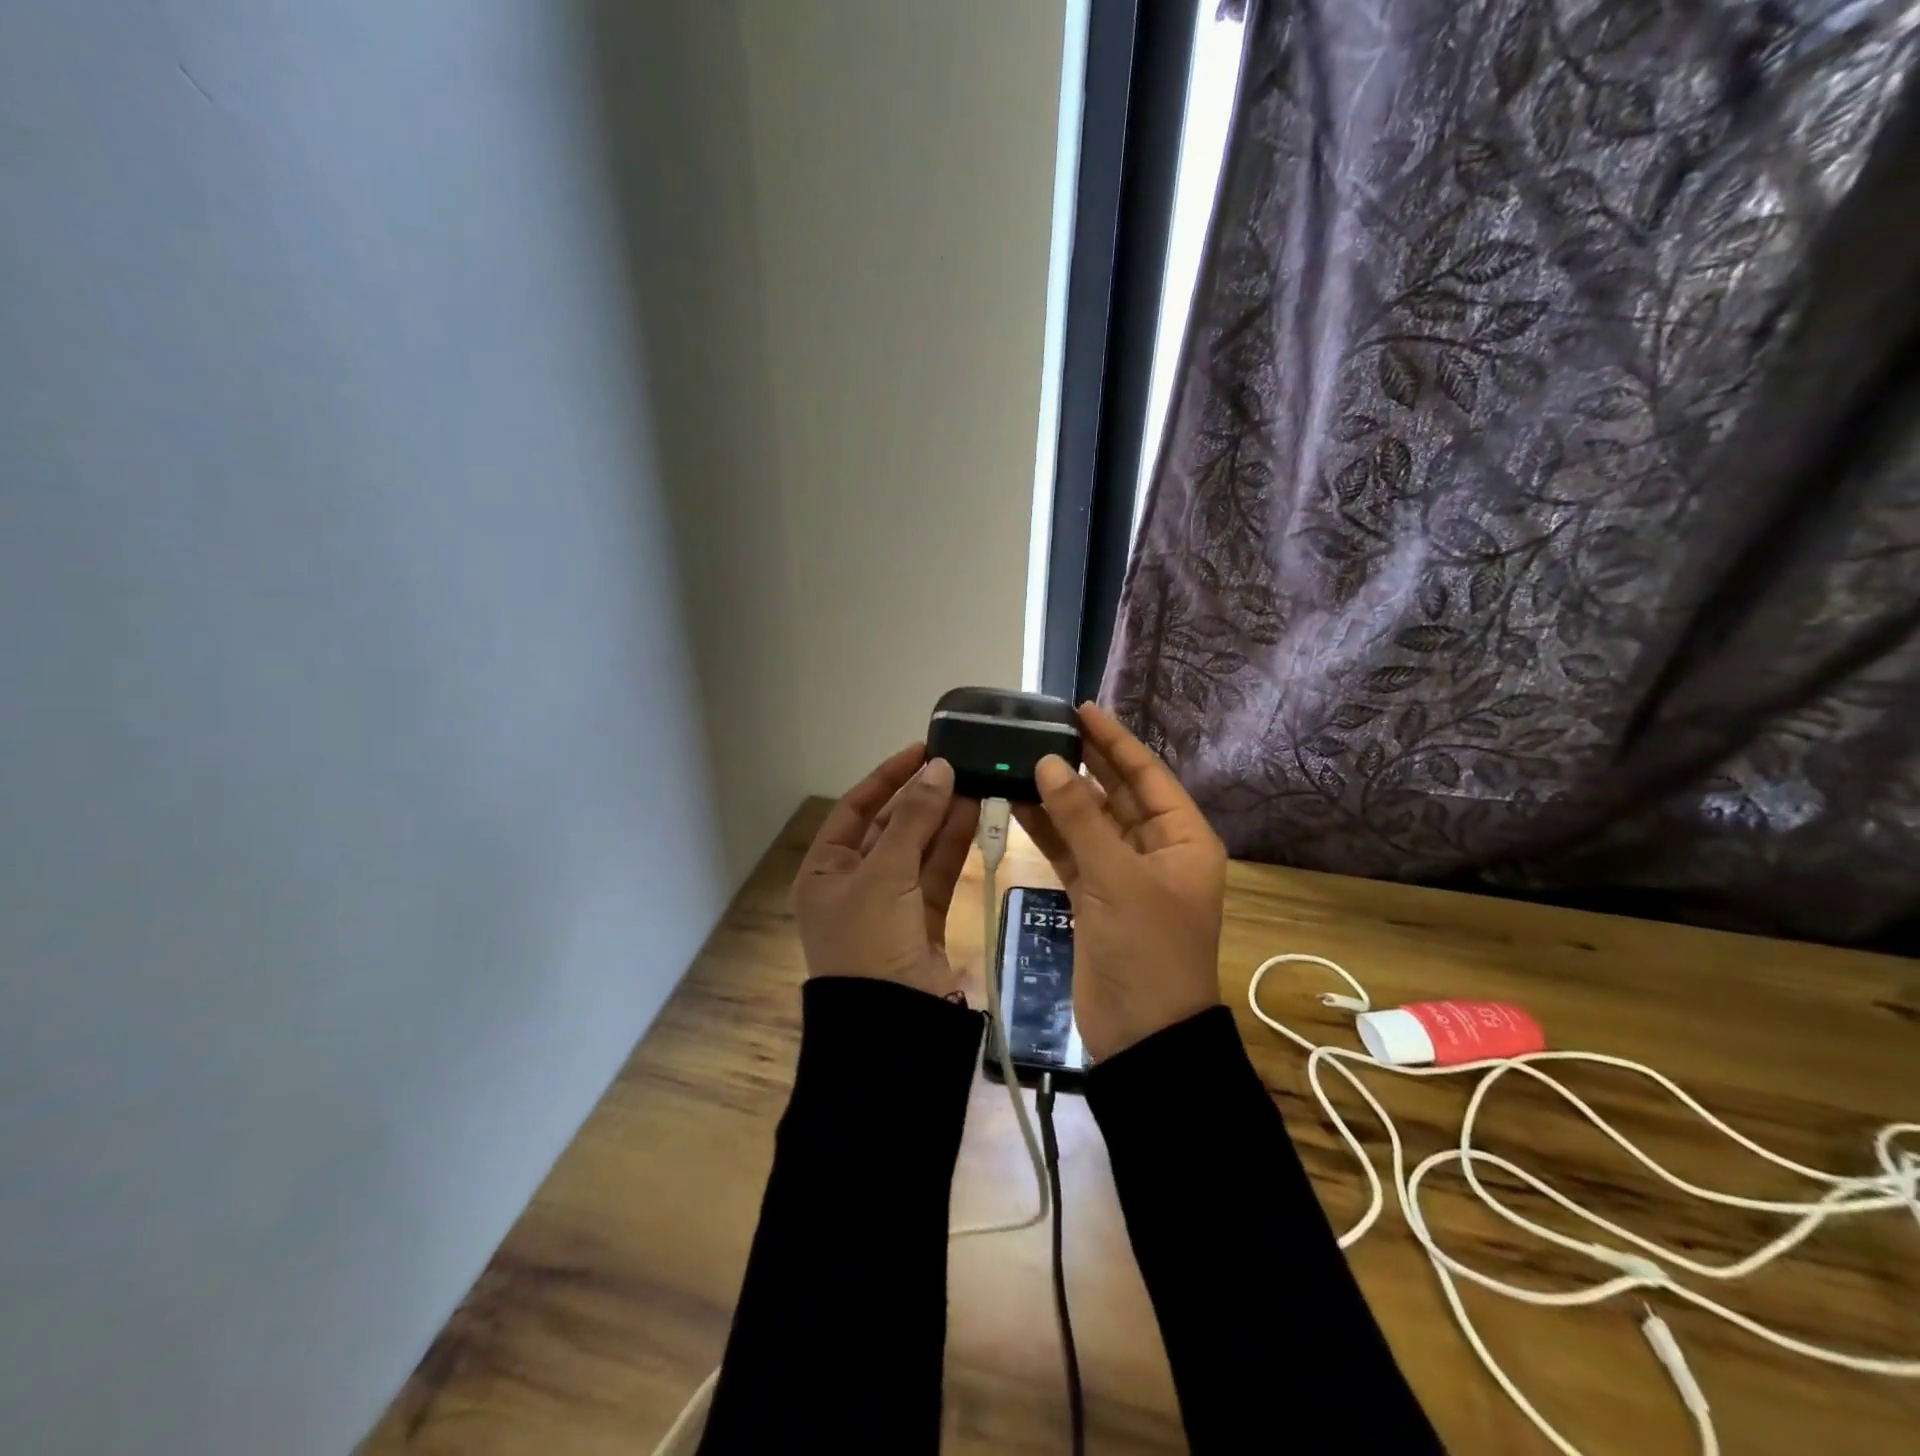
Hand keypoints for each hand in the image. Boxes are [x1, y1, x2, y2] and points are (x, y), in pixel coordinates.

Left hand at [794, 744, 979, 997]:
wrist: (893, 1024)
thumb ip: (914, 819)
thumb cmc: (869, 941)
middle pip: (890, 827)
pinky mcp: (923, 919)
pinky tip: (976, 814)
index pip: (855, 809)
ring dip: (943, 817)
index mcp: (825, 871)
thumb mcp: (884, 874)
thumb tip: (939, 768)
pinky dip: (955, 845)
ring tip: (974, 780)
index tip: (921, 750)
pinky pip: (937, 872)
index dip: (887, 777)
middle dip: (921, 797)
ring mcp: (890, 902)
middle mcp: (854, 882)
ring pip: (919, 848)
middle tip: (956, 764)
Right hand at [1014, 704, 1225, 1060]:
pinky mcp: (1095, 896)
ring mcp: (1123, 874)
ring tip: (1021, 760)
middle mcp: (1156, 849)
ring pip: (1088, 822)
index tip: (1081, 709)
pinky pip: (1071, 851)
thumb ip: (1080, 819)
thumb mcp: (1117, 879)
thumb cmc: (1147, 950)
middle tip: (1044, 729)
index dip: (1115, 740)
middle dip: (1083, 763)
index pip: (1147, 774)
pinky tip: (1018, 802)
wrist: (1142, 1036)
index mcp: (1182, 839)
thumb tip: (1050, 762)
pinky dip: (1048, 829)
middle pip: (1116, 794)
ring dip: (1059, 795)